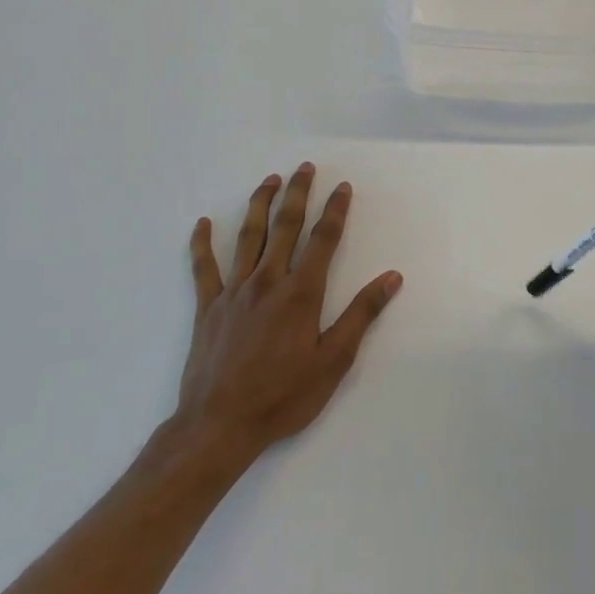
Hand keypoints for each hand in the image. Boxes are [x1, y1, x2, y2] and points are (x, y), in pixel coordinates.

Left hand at [169, 163, 402, 466]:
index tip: (342, 187)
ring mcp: (234, 291)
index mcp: (301, 293)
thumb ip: (362, 314)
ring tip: (269, 180)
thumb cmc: (284, 396)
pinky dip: (202, 243)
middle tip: (304, 168)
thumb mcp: (334, 361)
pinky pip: (203, 267)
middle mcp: (268, 281)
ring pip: (248, 236)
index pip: (323, 240)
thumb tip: (392, 277)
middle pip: (285, 226)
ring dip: (260, 204)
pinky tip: (203, 223)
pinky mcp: (207, 307)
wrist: (220, 425)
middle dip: (298, 194)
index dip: (335, 210)